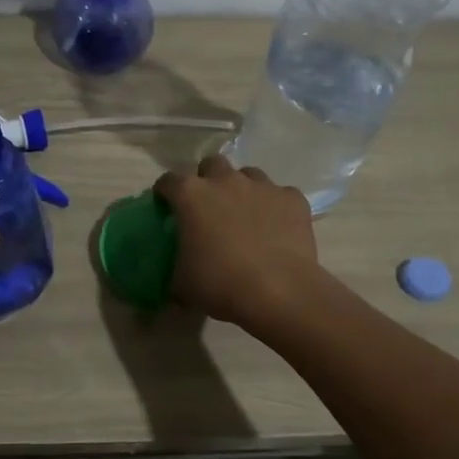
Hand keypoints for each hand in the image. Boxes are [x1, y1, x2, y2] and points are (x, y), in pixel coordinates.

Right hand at [152, 155, 320, 332]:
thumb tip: (175, 274)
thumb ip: (173, 270)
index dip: (165, 193)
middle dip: (207, 180)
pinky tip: (276, 227)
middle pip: (211, 165)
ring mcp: (262, 186)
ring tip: (244, 215)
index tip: (166, 208)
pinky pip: (280, 194)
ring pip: (248, 175)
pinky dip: (274, 206)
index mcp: (191, 196)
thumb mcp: (181, 285)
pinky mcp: (292, 199)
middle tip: (208, 207)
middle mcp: (226, 181)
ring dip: (241, 189)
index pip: (168, 181)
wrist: (279, 293)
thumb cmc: (221, 285)